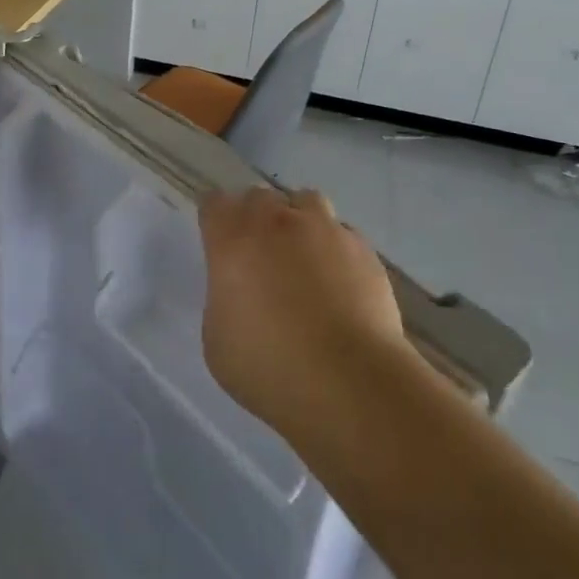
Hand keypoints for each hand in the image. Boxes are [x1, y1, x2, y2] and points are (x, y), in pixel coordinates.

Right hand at [197, 187, 403, 430]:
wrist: (350, 382)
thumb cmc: (269, 367)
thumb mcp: (217, 341)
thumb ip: (223, 300)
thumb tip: (239, 291)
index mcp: (233, 239)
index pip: (215, 203)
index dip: (215, 220)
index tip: (218, 242)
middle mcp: (276, 222)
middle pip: (259, 197)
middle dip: (255, 218)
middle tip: (259, 255)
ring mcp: (324, 230)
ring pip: (305, 202)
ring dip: (298, 221)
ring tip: (303, 258)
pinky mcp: (363, 249)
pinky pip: (342, 234)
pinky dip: (334, 249)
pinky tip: (339, 283)